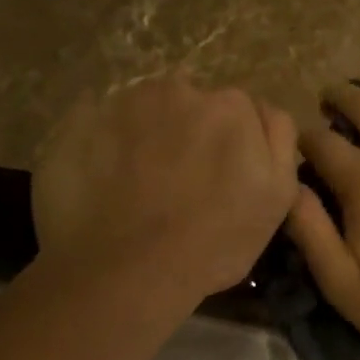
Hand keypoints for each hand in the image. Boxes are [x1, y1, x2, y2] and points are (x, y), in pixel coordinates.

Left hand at [33, 74, 298, 302]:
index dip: (232, 145)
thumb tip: (263, 111)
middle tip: (179, 183)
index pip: (239, 112)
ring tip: (137, 184)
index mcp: (232, 106)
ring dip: (147, 134)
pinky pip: (99, 122)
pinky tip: (104, 180)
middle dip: (189, 133)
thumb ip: (279, 139)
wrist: (127, 271)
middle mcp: (180, 89)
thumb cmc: (214, 241)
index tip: (220, 178)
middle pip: (192, 105)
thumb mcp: (277, 196)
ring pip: (146, 110)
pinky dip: (104, 142)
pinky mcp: (79, 121)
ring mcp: (125, 102)